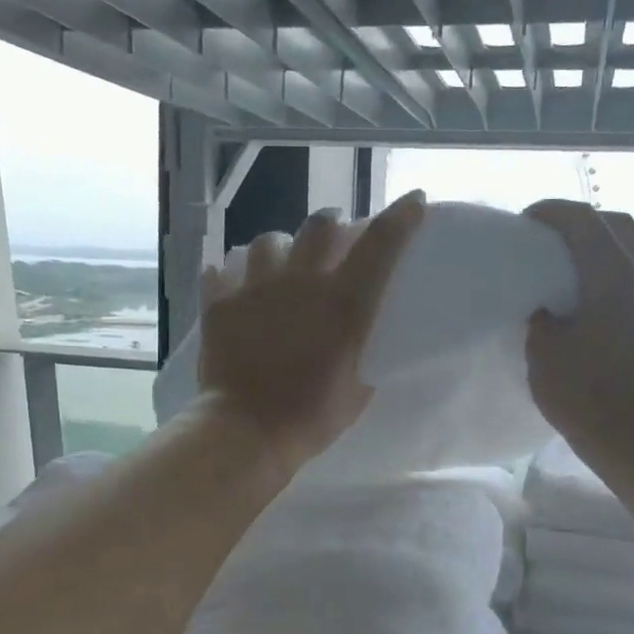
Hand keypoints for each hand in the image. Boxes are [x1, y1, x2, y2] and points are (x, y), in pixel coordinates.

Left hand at [197, 191, 426, 474]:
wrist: (246, 431)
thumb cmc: (312, 416)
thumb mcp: (358, 389)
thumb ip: (362, 352)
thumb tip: (359, 339)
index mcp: (344, 302)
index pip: (381, 244)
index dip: (401, 217)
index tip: (414, 202)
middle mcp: (302, 281)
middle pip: (321, 224)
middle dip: (333, 226)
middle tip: (334, 242)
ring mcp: (255, 287)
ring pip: (269, 241)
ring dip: (281, 248)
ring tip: (281, 265)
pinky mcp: (219, 302)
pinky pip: (221, 269)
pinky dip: (231, 275)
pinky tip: (235, 286)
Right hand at [523, 199, 633, 454]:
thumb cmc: (585, 393)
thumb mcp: (543, 351)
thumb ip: (540, 319)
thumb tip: (548, 312)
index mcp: (615, 275)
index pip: (584, 220)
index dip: (551, 212)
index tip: (524, 222)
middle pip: (617, 224)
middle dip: (581, 221)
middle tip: (548, 237)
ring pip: (630, 250)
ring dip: (597, 246)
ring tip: (563, 265)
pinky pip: (632, 278)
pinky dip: (607, 272)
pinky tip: (583, 296)